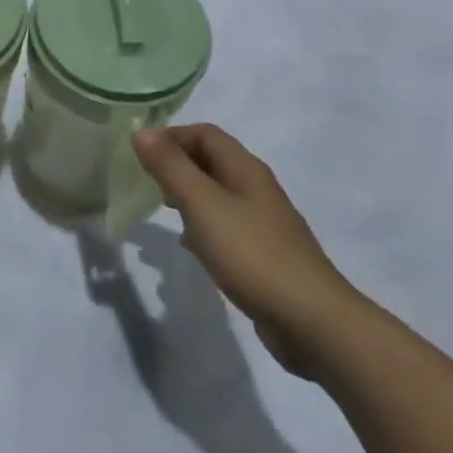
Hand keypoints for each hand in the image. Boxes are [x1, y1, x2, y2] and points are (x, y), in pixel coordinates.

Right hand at [132, 124, 364, 378]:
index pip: (204, 133)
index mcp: (245, 168)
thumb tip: (141, 132)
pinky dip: (202, 225)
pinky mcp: (263, 252)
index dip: (171, 136)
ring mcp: (262, 221)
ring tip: (162, 211)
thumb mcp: (202, 204)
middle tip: (147, 183)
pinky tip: (191, 247)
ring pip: (216, 193)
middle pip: (211, 160)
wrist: (311, 320)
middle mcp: (255, 187)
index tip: (141, 157)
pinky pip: (225, 224)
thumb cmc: (251, 254)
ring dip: (187, 195)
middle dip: (177, 165)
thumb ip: (170, 167)